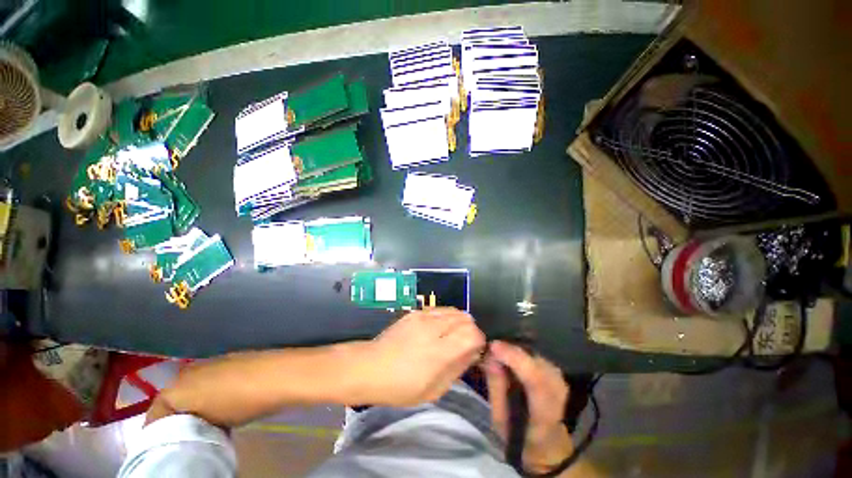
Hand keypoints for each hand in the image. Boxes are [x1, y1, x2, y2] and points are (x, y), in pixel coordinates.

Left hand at [361, 308, 485, 406]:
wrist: (370, 366)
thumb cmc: (401, 386)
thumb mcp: (434, 390)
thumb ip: (457, 368)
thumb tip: (473, 353)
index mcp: (439, 352)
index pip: (472, 334)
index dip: (479, 340)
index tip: (475, 349)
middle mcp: (433, 328)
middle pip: (465, 318)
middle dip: (470, 330)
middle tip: (464, 344)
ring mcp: (423, 316)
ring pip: (454, 310)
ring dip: (459, 322)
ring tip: (451, 335)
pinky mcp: (415, 311)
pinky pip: (439, 309)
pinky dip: (446, 317)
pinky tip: (438, 328)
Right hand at [483, 341, 573, 472]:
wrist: (545, 442)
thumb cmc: (519, 435)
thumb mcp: (500, 418)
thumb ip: (496, 386)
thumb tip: (490, 356)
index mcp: (545, 413)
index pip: (536, 380)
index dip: (514, 358)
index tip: (493, 346)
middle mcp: (558, 391)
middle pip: (535, 360)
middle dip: (511, 350)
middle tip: (490, 348)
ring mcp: (559, 378)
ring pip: (535, 353)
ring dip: (515, 349)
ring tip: (497, 351)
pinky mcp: (555, 370)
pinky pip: (535, 353)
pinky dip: (520, 351)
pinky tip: (509, 354)